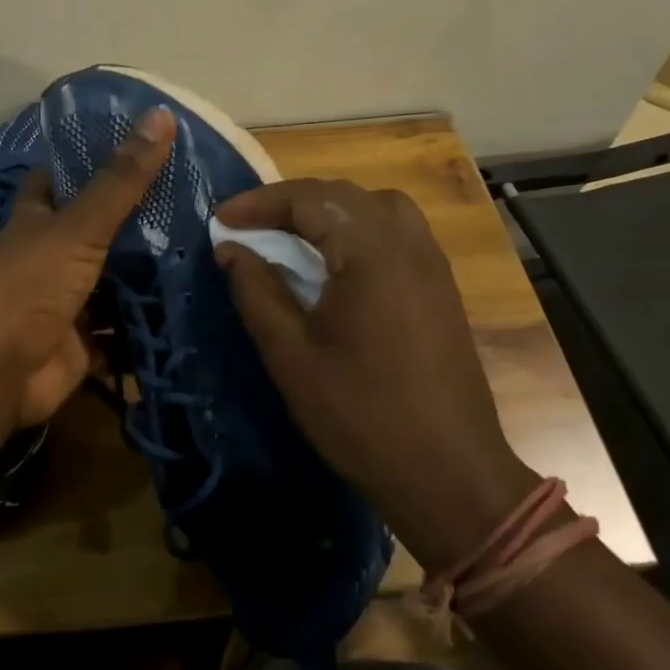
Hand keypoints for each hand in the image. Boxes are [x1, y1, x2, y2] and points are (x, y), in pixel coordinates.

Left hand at [0, 108, 173, 428]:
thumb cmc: (29, 284)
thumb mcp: (78, 226)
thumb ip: (121, 179)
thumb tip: (161, 113)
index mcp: (38, 219)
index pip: (59, 179)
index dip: (90, 163)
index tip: (140, 150)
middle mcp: (49, 257)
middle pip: (96, 233)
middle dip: (137, 225)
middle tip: (195, 206)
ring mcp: (65, 303)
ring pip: (112, 285)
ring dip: (146, 280)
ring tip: (204, 257)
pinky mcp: (81, 346)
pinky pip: (120, 337)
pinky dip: (145, 332)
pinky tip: (188, 315)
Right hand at [214, 179, 539, 567]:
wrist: (449, 474)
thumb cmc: (361, 415)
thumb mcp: (292, 355)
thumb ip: (257, 292)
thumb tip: (230, 249)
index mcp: (372, 253)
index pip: (309, 200)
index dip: (259, 203)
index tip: (220, 221)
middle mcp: (408, 244)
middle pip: (343, 195)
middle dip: (290, 201)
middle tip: (248, 225)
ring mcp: (432, 263)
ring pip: (376, 206)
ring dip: (329, 209)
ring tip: (292, 234)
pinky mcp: (441, 286)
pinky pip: (398, 231)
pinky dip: (359, 227)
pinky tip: (337, 261)